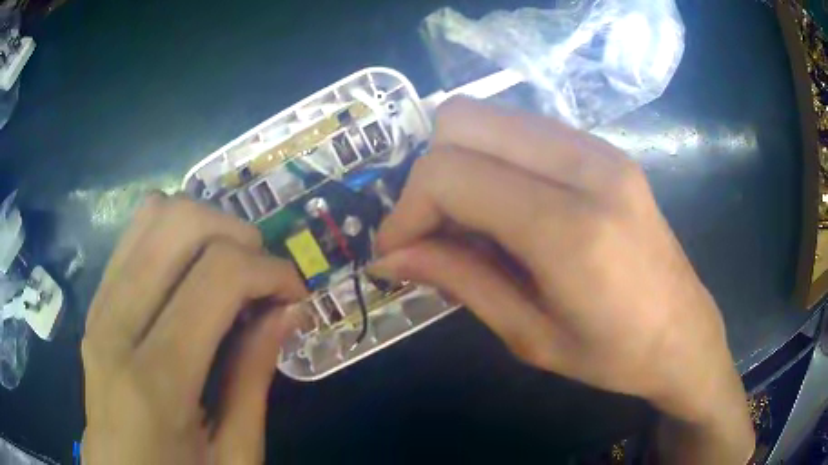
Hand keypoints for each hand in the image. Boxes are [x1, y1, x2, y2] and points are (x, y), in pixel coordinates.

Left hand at [82, 195, 306, 464]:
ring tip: (229, 269)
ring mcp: (98, 305)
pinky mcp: (95, 301)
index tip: (297, 296)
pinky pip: (135, 236)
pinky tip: (192, 274)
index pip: (217, 277)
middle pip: (179, 223)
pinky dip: (174, 236)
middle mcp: (115, 325)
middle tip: (262, 277)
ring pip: (153, 215)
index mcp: (154, 382)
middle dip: (238, 235)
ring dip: (205, 227)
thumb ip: (254, 378)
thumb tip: (286, 309)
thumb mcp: (235, 454)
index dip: (271, 272)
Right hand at [373, 98, 753, 461]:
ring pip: (491, 115)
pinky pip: (523, 129)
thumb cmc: (614, 356)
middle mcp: (587, 168)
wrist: (685, 335)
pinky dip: (493, 158)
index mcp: (571, 230)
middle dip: (427, 173)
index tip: (396, 251)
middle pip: (463, 119)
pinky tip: (504, 207)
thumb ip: (458, 280)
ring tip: (465, 222)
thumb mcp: (529, 336)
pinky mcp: (606, 150)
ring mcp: (601, 149)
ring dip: (460, 161)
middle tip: (430, 229)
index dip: (406, 209)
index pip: (451, 174)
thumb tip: (389, 255)